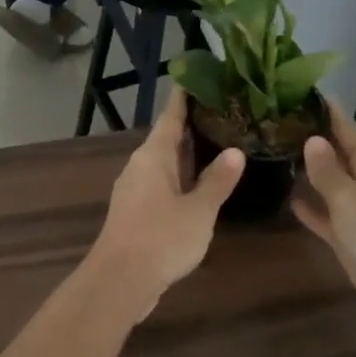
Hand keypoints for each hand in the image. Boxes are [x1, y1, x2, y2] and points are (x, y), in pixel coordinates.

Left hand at [89, 90, 244, 307]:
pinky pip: (162, 183)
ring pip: (164, 162)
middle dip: (192, 125)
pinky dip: (181, 177)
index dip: (185, 96)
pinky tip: (200, 184)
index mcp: (153, 156)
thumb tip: (235, 151)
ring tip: (219, 143)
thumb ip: (216, 181)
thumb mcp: (198, 211)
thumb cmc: (161, 238)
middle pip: (167, 138)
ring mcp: (135, 189)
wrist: (120, 281)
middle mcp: (140, 166)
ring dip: (188, 153)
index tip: (199, 76)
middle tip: (224, 110)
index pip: (171, 116)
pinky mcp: (136, 211)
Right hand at [291, 100, 355, 338]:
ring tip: (269, 152)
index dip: (320, 109)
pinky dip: (309, 205)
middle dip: (307, 137)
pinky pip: (326, 213)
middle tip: (268, 121)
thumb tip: (312, 139)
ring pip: (328, 182)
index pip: (343, 125)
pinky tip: (286, 197)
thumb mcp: (350, 198)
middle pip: (334, 152)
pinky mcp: (351, 237)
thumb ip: (327, 170)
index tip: (291, 90)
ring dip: (305, 170)